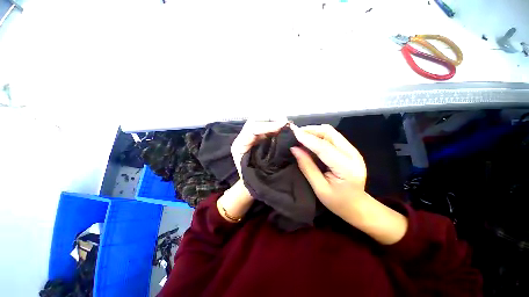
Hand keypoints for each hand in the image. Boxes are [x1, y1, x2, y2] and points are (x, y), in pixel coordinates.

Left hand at [218, 118, 288, 222]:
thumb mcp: (258, 168)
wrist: (248, 183)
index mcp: (240, 145)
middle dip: (271, 118)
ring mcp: (251, 136)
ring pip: (262, 120)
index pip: (252, 129)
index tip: (283, 125)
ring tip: (287, 125)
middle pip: (255, 119)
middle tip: (286, 123)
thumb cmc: (252, 179)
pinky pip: (267, 127)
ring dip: (275, 120)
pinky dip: (277, 125)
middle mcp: (244, 137)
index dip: (268, 125)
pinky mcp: (258, 137)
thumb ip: (267, 157)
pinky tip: (285, 129)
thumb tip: (281, 141)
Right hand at [290, 124, 407, 244]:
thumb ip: (307, 167)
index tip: (293, 132)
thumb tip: (294, 149)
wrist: (358, 206)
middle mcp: (352, 154)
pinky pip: (332, 137)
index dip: (307, 138)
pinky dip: (319, 136)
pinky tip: (310, 141)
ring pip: (331, 132)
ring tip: (300, 136)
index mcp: (346, 167)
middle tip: (295, 134)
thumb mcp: (319, 187)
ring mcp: (353, 150)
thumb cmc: (338, 202)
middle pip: (329, 133)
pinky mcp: (350, 150)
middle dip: (311, 130)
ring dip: (314, 131)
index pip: (323, 147)